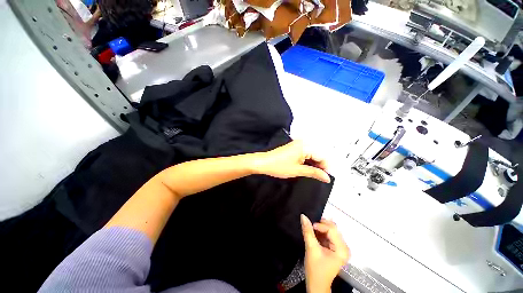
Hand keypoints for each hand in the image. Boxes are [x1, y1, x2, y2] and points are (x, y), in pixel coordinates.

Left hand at [253, 140, 329, 182]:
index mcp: (305, 146)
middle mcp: (302, 143)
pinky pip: (304, 153)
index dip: (325, 167)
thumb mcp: (298, 170)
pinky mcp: (293, 147)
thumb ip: (314, 172)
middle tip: (319, 177)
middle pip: (317, 154)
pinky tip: (305, 168)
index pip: (321, 156)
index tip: (326, 178)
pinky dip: (307, 161)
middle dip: (319, 165)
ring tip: (312, 174)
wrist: (263, 162)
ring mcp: (297, 144)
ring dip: (313, 164)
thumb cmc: (279, 166)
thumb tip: (327, 177)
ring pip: (311, 154)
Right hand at [301, 215, 349, 292]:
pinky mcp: (335, 248)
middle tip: (311, 226)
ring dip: (320, 229)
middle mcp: (344, 247)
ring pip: (330, 230)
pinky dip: (321, 233)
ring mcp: (340, 247)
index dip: (320, 225)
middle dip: (321, 225)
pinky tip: (315, 235)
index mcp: (341, 249)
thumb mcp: (311, 249)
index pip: (332, 229)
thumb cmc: (315, 269)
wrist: (316, 284)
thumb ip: (308, 231)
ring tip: (312, 231)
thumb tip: (303, 216)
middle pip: (333, 228)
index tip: (311, 226)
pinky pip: (329, 234)